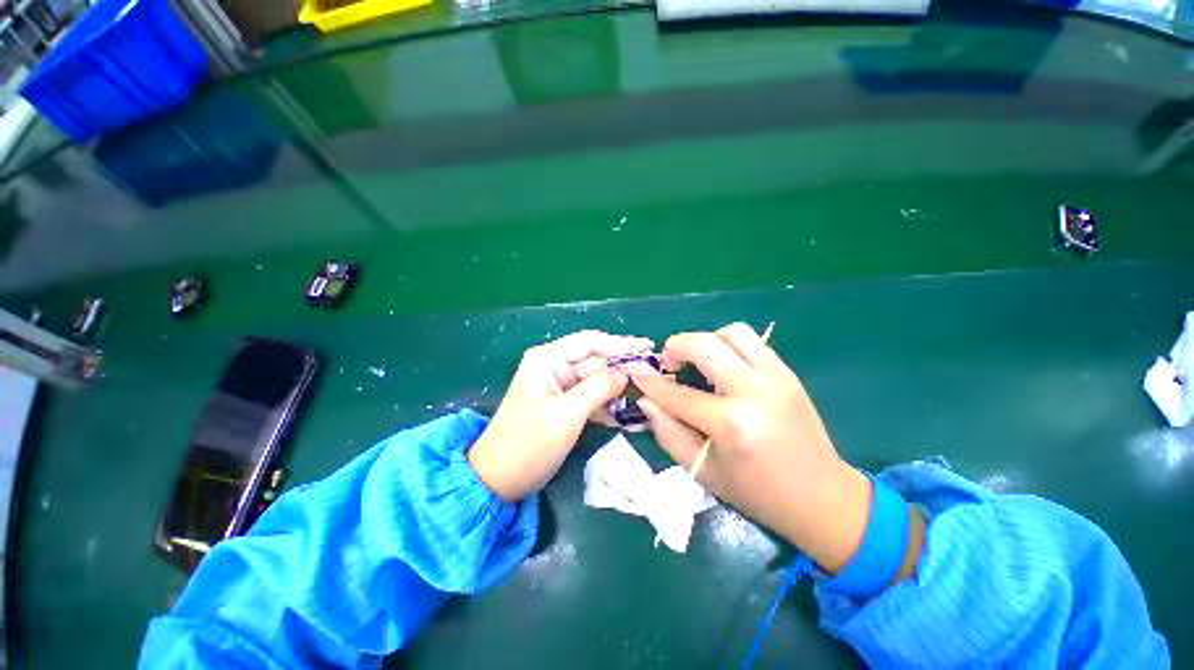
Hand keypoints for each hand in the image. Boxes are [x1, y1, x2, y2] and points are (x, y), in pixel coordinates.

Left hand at [469, 330, 652, 500]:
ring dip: (618, 390)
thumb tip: (626, 371)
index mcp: (548, 359)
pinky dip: (608, 406)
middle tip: (654, 376)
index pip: (590, 342)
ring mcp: (559, 386)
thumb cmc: (528, 444)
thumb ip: (599, 388)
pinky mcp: (563, 404)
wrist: (498, 480)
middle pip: (595, 361)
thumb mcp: (567, 414)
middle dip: (623, 369)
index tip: (648, 348)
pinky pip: (591, 398)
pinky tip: (628, 416)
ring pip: (596, 381)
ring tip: (646, 396)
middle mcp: (553, 367)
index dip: (620, 344)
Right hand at [629, 323, 873, 571]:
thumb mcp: (703, 471)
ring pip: (731, 332)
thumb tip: (647, 400)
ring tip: (698, 363)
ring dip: (706, 341)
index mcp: (731, 424)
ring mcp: (776, 377)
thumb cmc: (757, 493)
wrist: (823, 497)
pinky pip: (751, 342)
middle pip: (703, 345)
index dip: (650, 381)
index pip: (677, 393)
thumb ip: (668, 432)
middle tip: (668, 365)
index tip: (634, 370)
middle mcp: (754, 391)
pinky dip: (728, 346)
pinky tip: (723, 368)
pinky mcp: (788, 372)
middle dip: (675, 347)